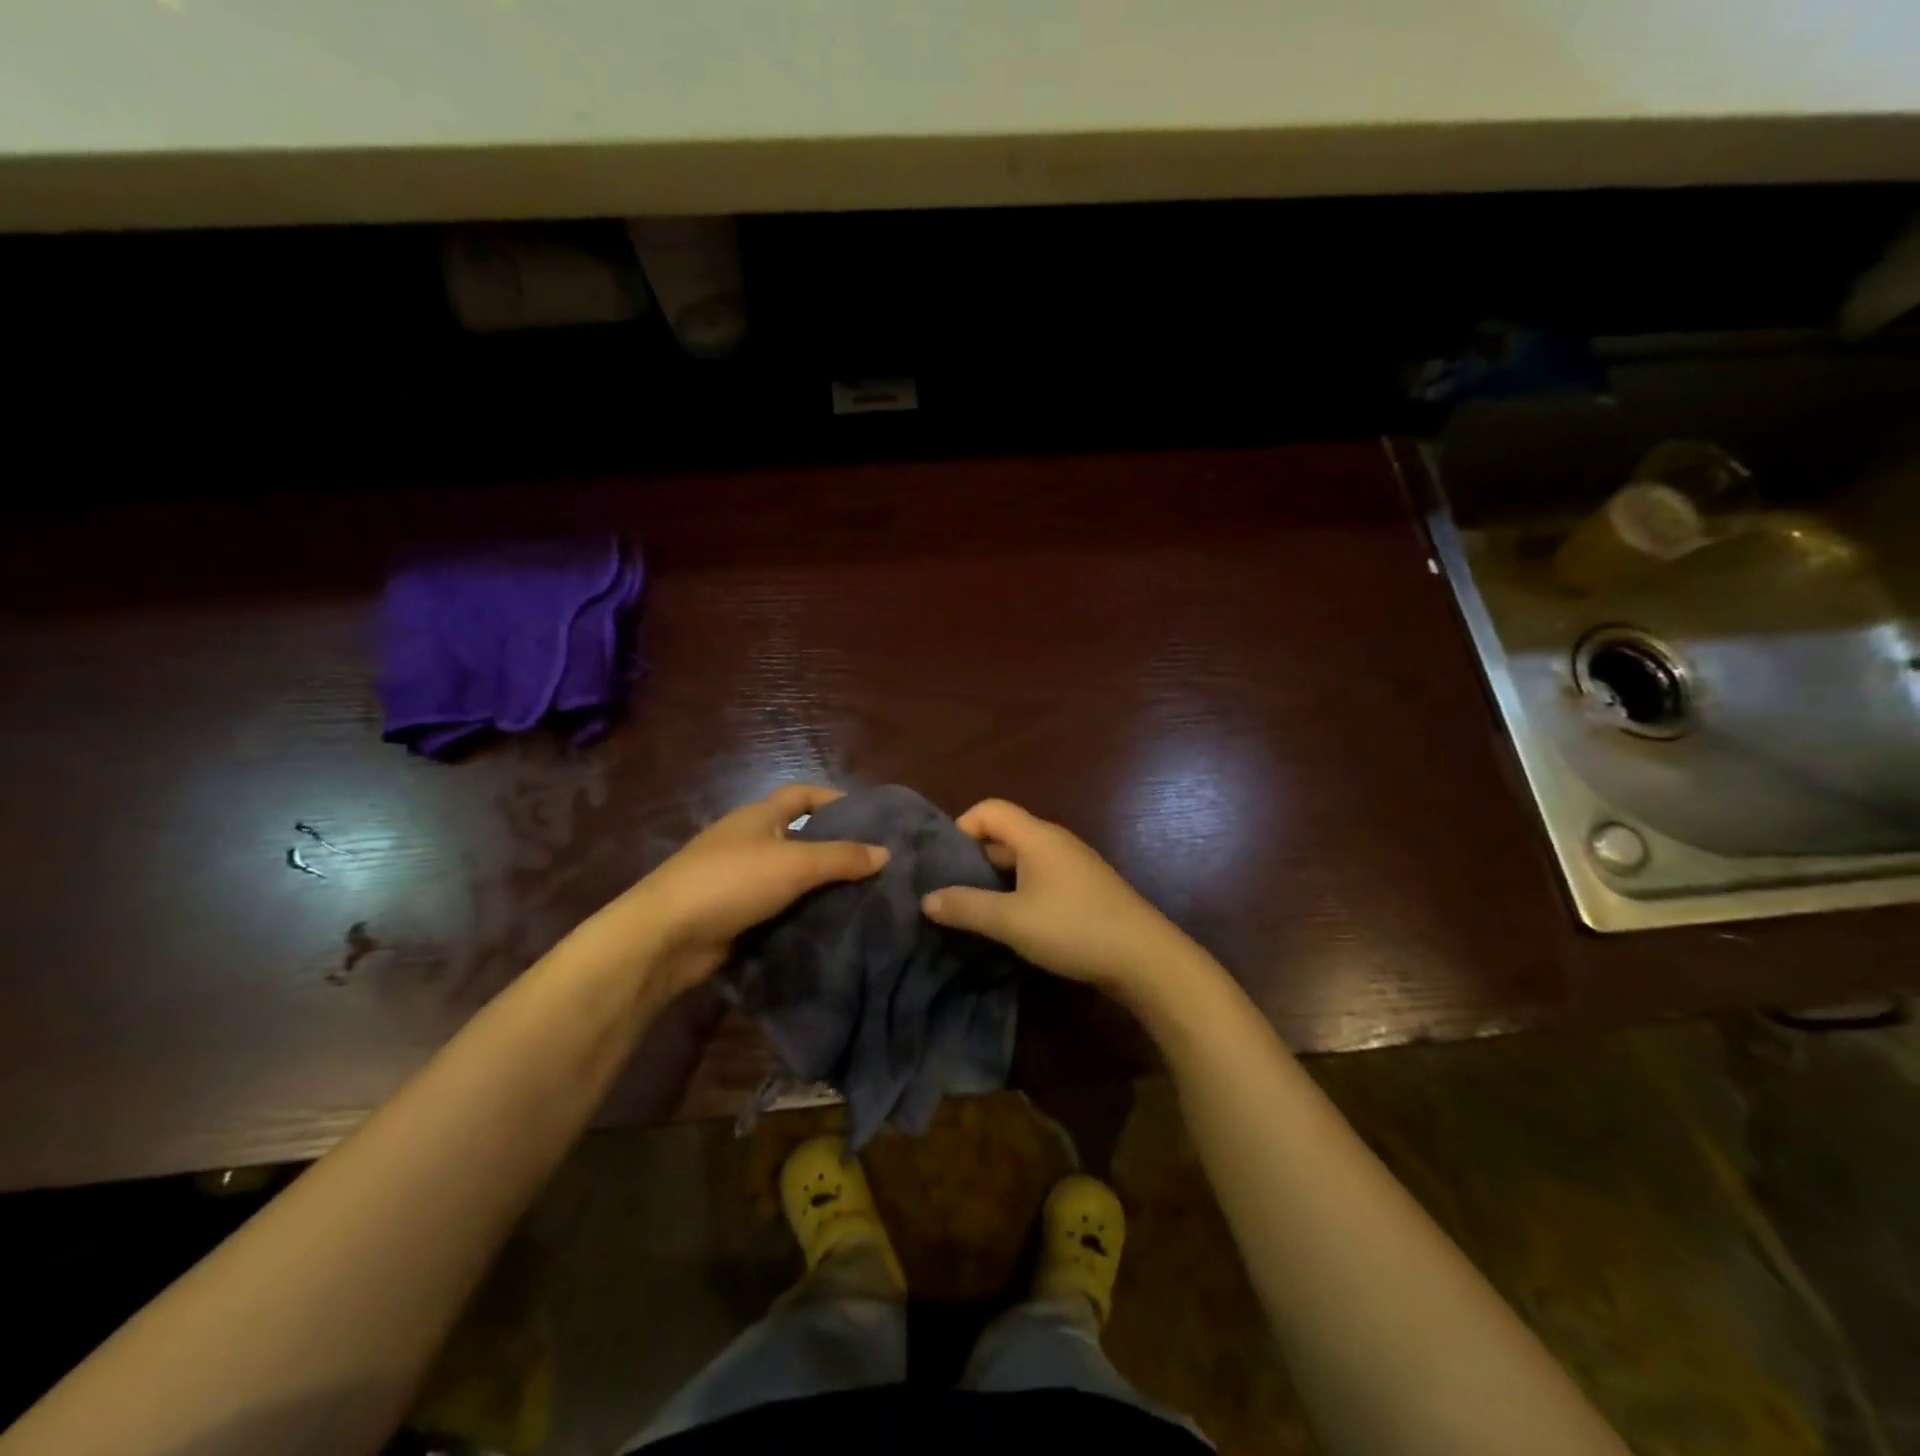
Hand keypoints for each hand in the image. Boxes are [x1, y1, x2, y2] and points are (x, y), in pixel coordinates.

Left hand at [580, 784, 887, 998]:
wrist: (664, 937)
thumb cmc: (731, 882)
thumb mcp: (794, 863)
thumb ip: (841, 857)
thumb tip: (885, 853)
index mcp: (759, 817)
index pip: (803, 795)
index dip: (835, 800)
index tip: (870, 818)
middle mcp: (749, 842)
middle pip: (801, 838)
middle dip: (836, 850)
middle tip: (877, 867)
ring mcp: (739, 881)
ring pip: (791, 878)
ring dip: (821, 888)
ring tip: (865, 900)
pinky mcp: (735, 916)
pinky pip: (779, 910)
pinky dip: (802, 916)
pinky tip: (831, 928)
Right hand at [920, 798, 1191, 1001]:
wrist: (1145, 958)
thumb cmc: (1074, 929)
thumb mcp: (1011, 921)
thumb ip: (966, 907)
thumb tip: (926, 899)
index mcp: (1037, 836)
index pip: (989, 810)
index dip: (961, 828)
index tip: (943, 865)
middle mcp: (1055, 841)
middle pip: (1004, 833)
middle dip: (973, 857)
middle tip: (949, 891)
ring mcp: (1073, 864)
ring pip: (1021, 858)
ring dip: (995, 878)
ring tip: (974, 909)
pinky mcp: (1084, 887)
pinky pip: (1039, 876)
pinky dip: (1018, 890)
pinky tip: (1012, 921)